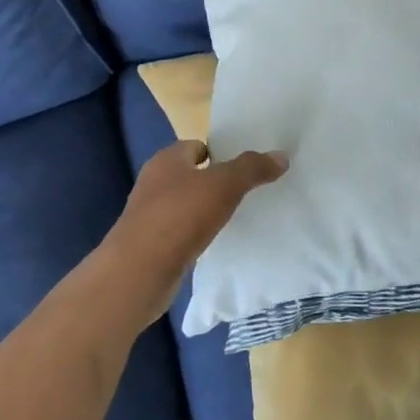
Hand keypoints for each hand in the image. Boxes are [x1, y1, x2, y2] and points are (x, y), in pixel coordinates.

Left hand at [98, 139, 287, 325]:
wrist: (138, 273)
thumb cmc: (180, 216)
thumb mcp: (224, 185)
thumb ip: (252, 168)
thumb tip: (281, 156)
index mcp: (167, 159)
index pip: (197, 146)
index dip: (220, 153)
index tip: (246, 167)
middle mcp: (154, 182)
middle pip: (191, 175)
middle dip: (215, 181)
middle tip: (246, 191)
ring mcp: (149, 215)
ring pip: (186, 204)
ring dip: (206, 210)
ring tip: (236, 217)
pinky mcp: (151, 245)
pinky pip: (182, 232)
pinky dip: (197, 234)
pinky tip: (215, 243)